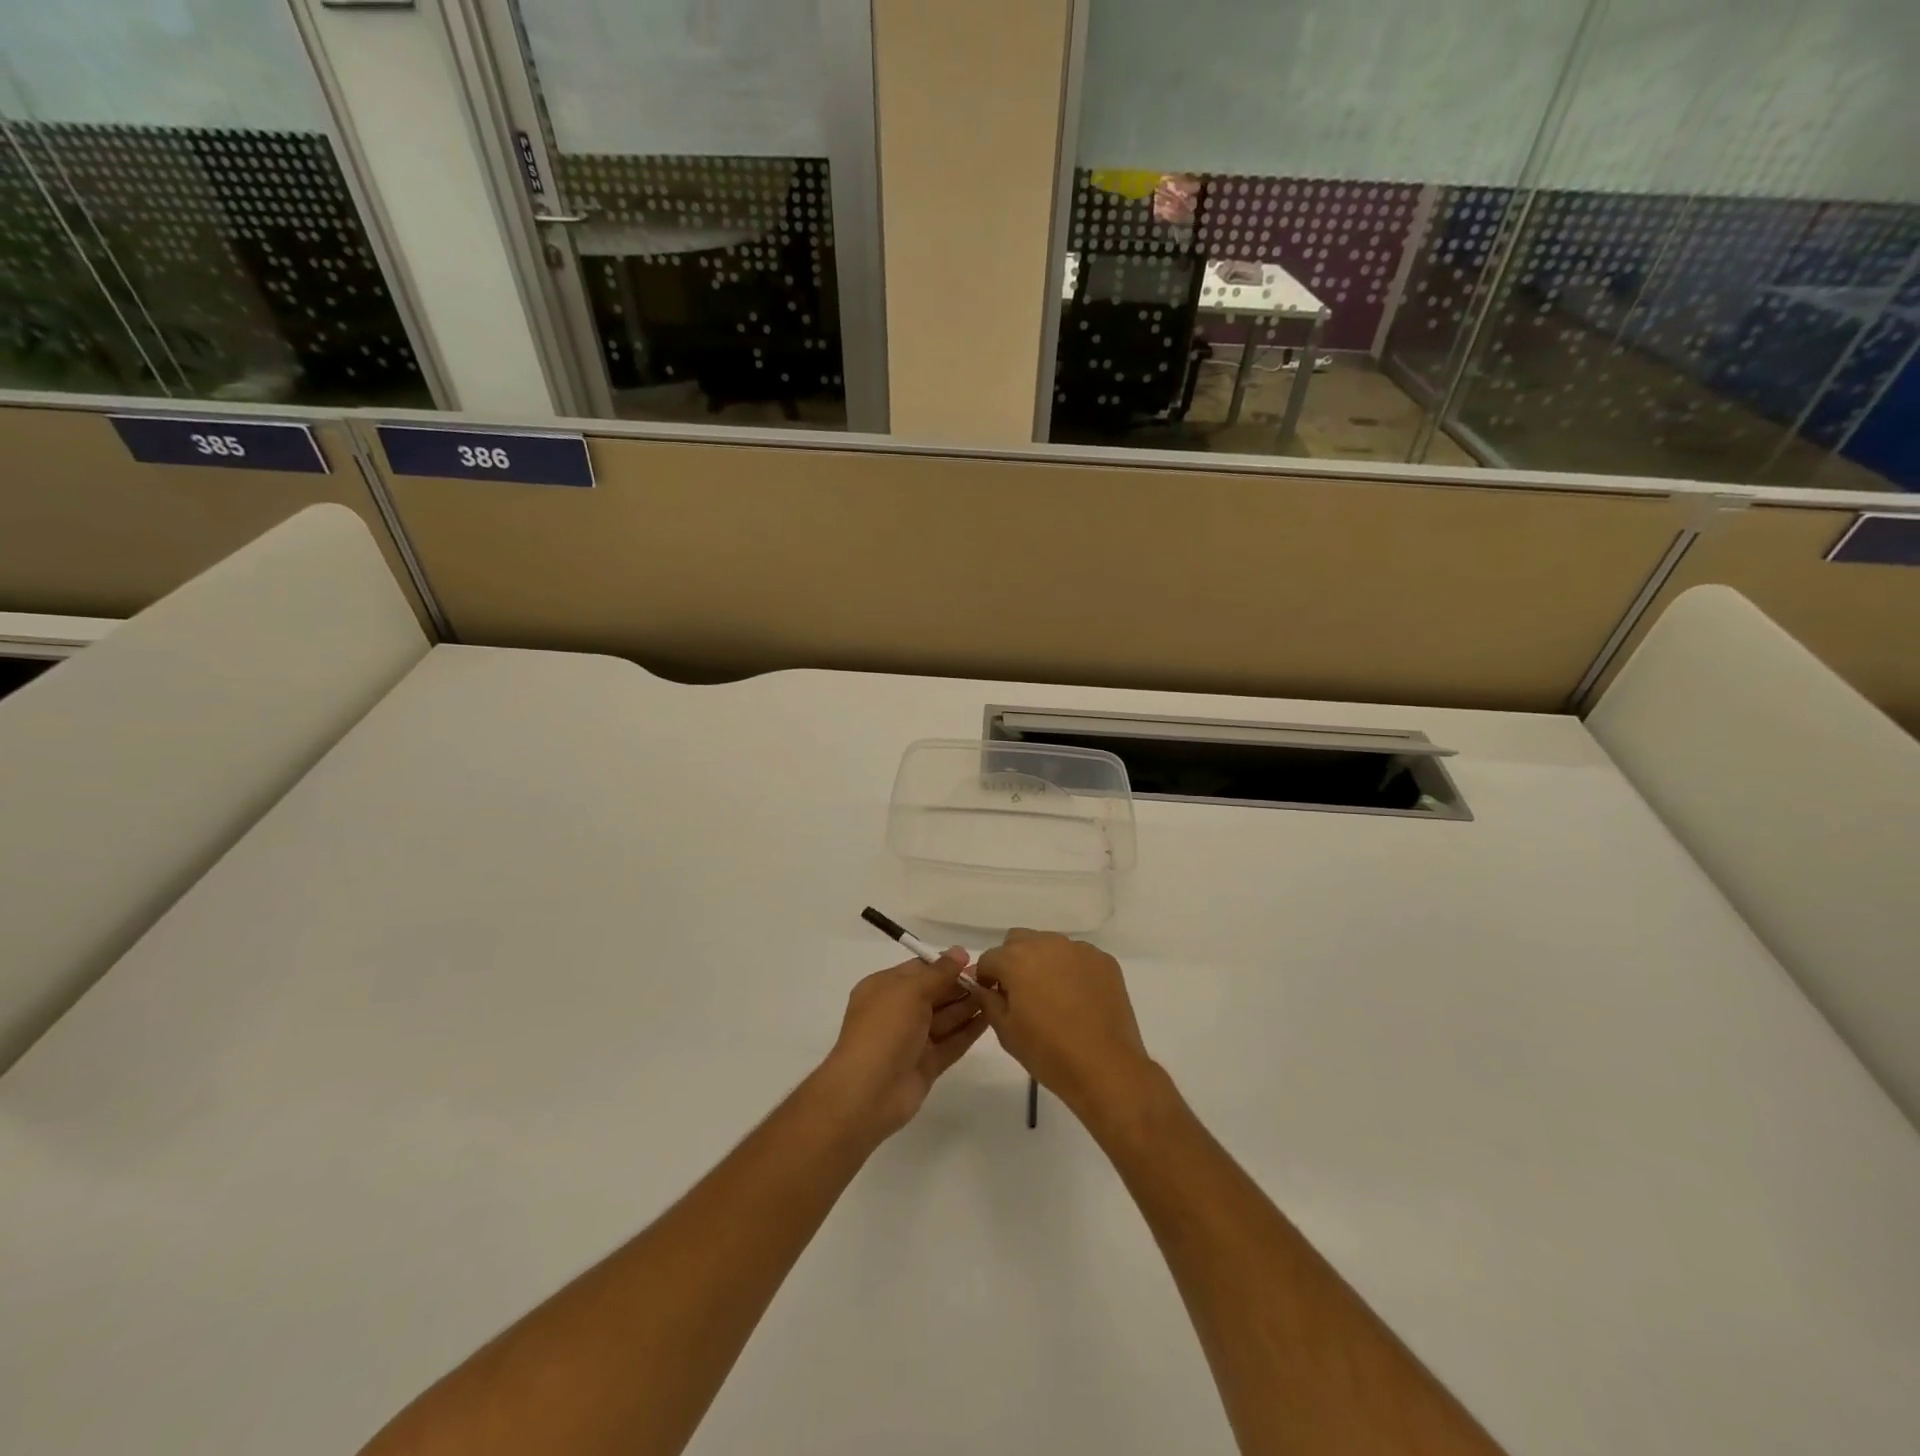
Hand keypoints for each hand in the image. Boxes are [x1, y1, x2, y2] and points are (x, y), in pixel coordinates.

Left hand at [815, 952, 987, 1142]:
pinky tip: (990, 1018)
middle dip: (960, 985)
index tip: (973, 960)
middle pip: (934, 993)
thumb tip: (959, 951)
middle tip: (991, 977)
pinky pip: (951, 1042)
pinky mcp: (927, 1064)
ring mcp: (912, 1040)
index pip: (918, 970)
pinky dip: (969, 1030)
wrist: (868, 1093)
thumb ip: (938, 972)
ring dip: (968, 1005)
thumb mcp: (909, 991)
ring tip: (996, 994)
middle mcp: (897, 1012)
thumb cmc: (884, 1030)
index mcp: (884, 989)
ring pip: (945, 1018)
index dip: (944, 965)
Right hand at [972, 930, 1155, 1117]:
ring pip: (1050, 945)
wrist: (1106, 1068)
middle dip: (1013, 961)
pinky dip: (1071, 970)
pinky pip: (1077, 957)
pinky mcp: (1104, 960)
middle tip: (1020, 994)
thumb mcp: (1006, 1031)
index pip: (989, 958)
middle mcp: (1047, 943)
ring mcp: (1079, 949)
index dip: (986, 978)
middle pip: (1018, 941)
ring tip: (1053, 997)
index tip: (992, 997)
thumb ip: (988, 1001)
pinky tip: (1079, 999)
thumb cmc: (1049, 1052)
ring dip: (1043, 962)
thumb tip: (983, 987)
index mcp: (1017, 959)